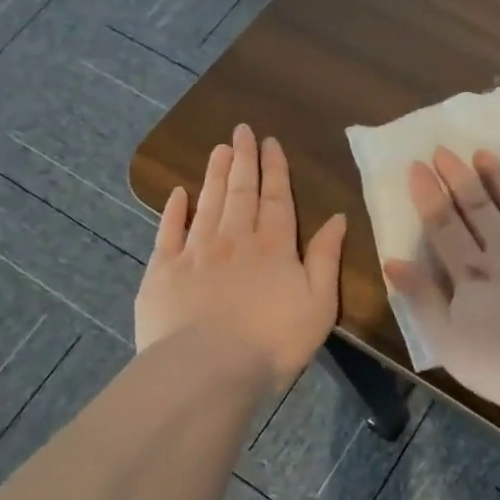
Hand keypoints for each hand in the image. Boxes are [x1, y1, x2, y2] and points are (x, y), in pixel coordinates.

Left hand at [135, 125, 347, 386]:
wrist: (206, 369)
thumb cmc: (273, 341)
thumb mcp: (319, 303)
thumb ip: (326, 257)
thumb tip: (337, 218)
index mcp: (273, 247)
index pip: (276, 198)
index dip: (275, 169)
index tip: (270, 142)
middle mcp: (234, 239)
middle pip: (240, 192)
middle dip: (243, 159)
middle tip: (241, 131)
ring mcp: (195, 252)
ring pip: (207, 203)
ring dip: (214, 174)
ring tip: (218, 149)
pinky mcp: (162, 271)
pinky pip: (168, 232)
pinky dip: (173, 210)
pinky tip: (178, 193)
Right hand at [384, 148, 499, 410]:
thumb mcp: (449, 343)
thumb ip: (423, 299)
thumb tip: (393, 262)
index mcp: (473, 275)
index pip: (445, 226)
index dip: (429, 195)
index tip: (418, 165)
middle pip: (480, 209)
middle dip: (460, 178)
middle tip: (446, 149)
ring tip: (486, 154)